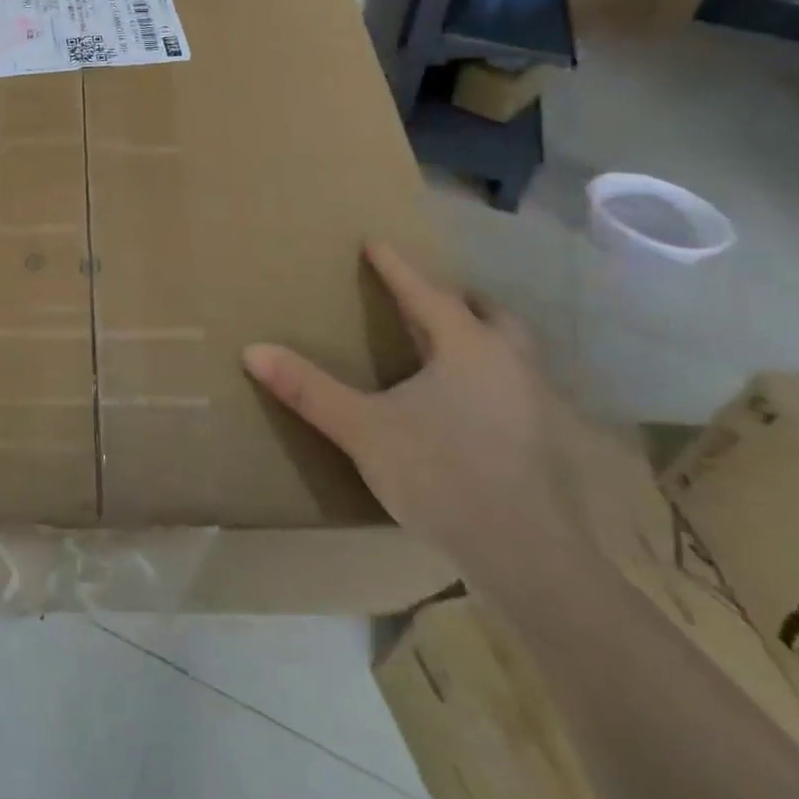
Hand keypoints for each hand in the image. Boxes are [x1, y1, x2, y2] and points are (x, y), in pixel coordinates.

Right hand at [243, 244, 602, 592]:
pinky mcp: (546, 442)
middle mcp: (509, 364)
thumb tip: (252, 350)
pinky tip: (473, 406)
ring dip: (483, 337)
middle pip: (489, 315)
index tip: (376, 242)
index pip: (425, 293)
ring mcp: (536, 403)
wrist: (527, 556)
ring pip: (511, 351)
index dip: (396, 268)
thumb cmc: (441, 475)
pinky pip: (517, 387)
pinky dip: (494, 377)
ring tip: (451, 347)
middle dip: (458, 299)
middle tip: (429, 297)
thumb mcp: (363, 429)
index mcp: (467, 348)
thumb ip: (308, 389)